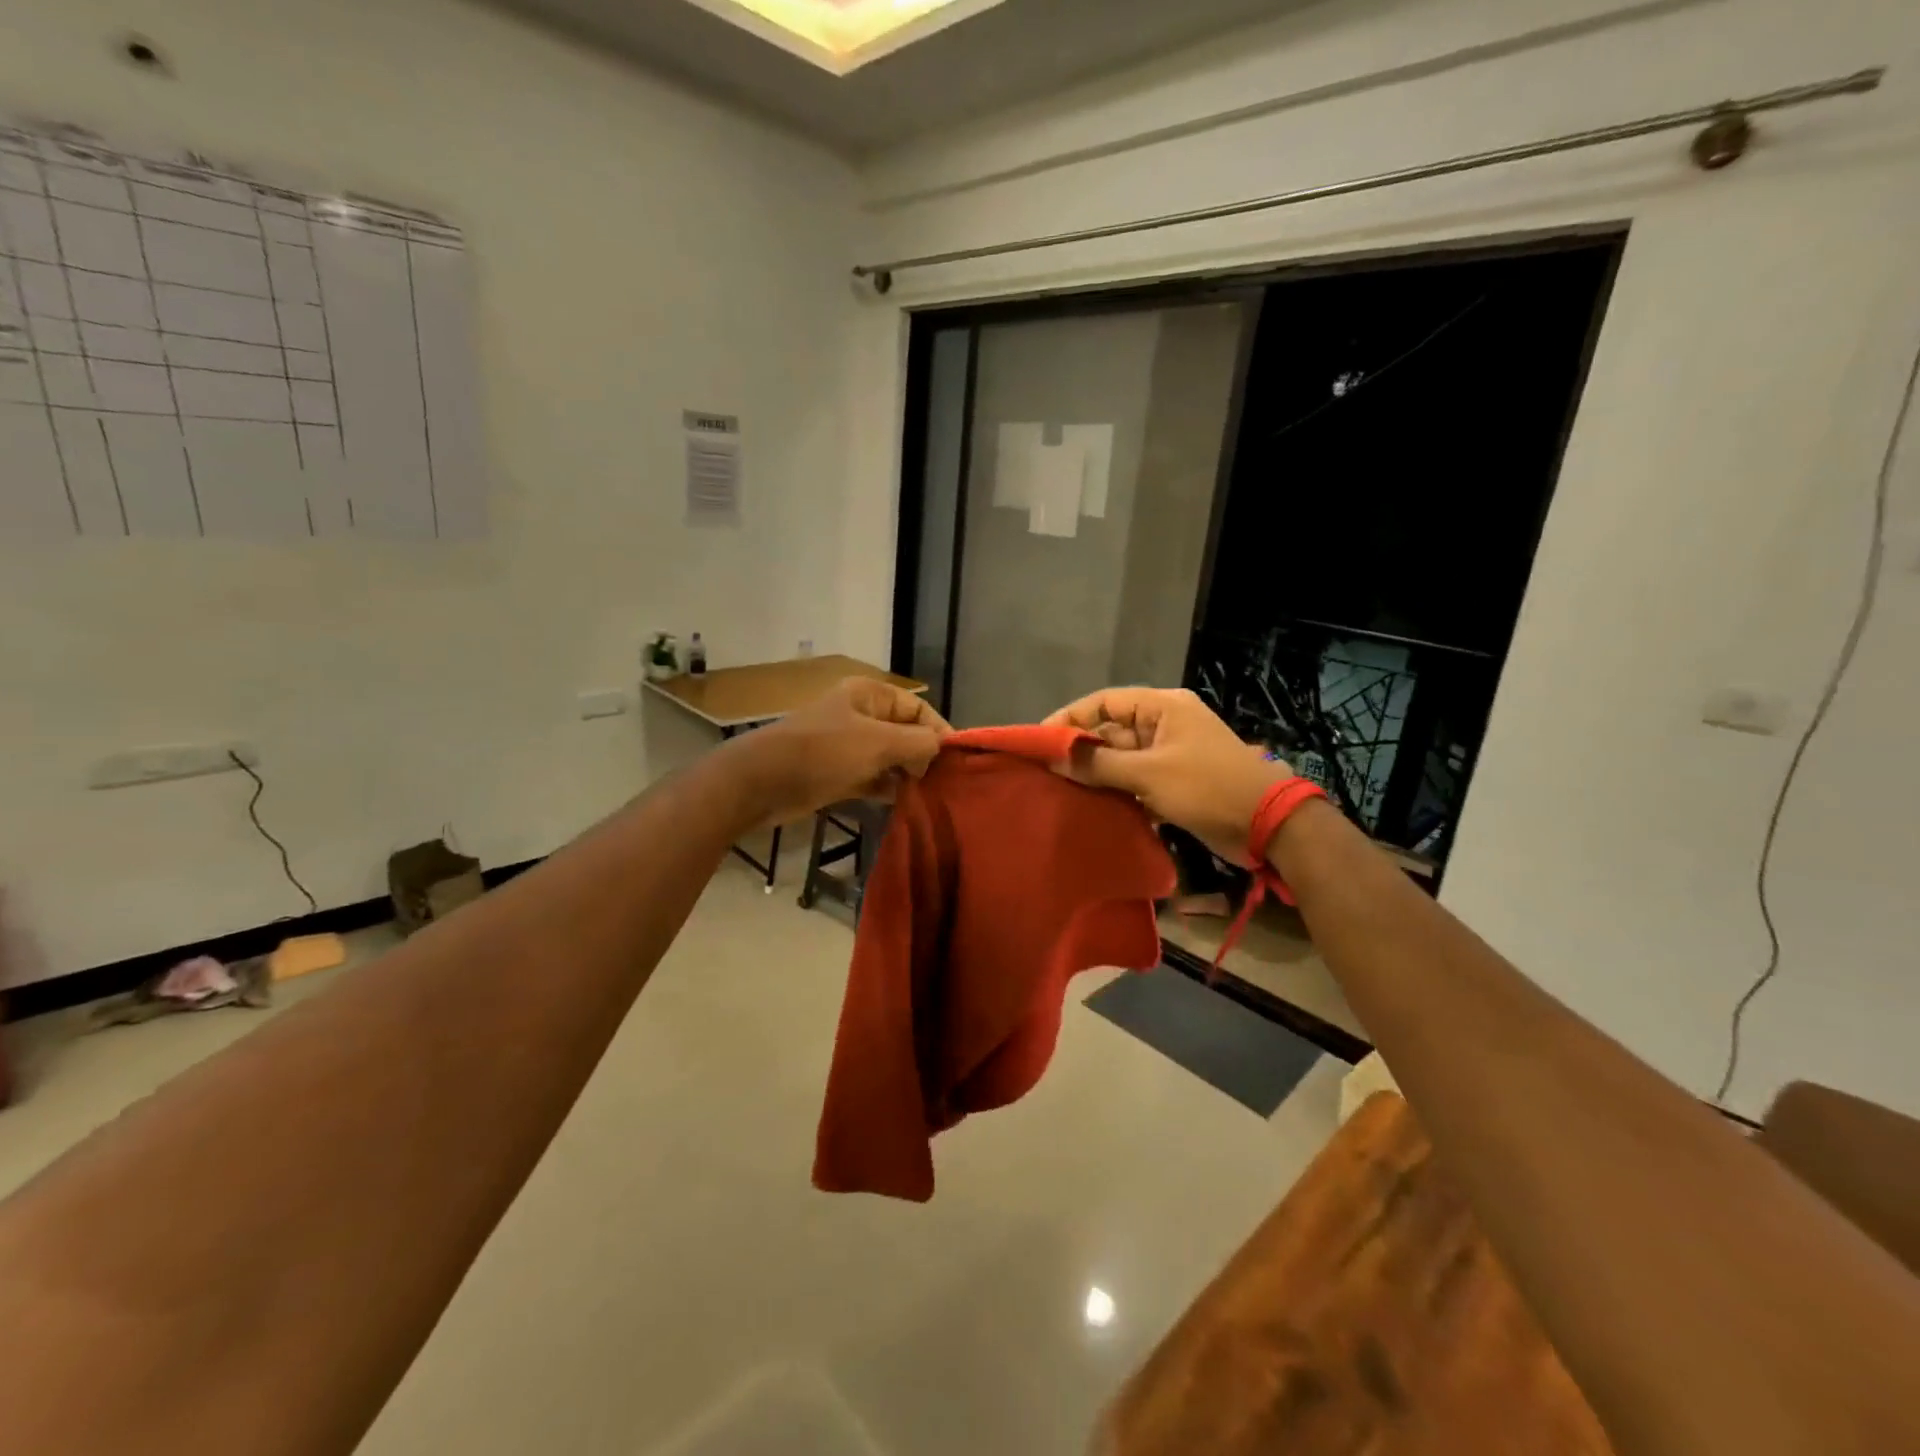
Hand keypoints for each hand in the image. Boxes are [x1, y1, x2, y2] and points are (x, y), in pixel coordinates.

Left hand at [739, 676, 949, 823]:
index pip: (917, 707)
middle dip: (924, 755)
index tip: (956, 760)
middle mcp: (861, 715)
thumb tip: (942, 746)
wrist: (762, 783)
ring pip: (889, 757)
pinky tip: (905, 802)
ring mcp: (848, 746)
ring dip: (907, 774)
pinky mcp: (838, 773)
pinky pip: (873, 777)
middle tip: (943, 782)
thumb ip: (917, 743)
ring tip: (930, 795)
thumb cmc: (823, 753)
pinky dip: (888, 787)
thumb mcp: (878, 743)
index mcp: (869, 695)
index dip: (938, 730)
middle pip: (905, 732)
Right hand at [1044, 687, 1289, 863]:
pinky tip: (1091, 808)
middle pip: (1110, 730)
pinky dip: (1115, 791)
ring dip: (1095, 775)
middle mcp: (1163, 724)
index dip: (1069, 718)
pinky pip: (1134, 780)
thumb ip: (1099, 765)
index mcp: (1162, 707)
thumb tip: (1053, 758)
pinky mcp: (1173, 782)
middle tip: (1045, 772)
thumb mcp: (1149, 773)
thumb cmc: (1208, 787)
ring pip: (1120, 758)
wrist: (1268, 825)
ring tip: (1060, 792)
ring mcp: (1169, 754)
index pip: (1103, 702)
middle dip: (1080, 750)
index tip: (1040, 742)